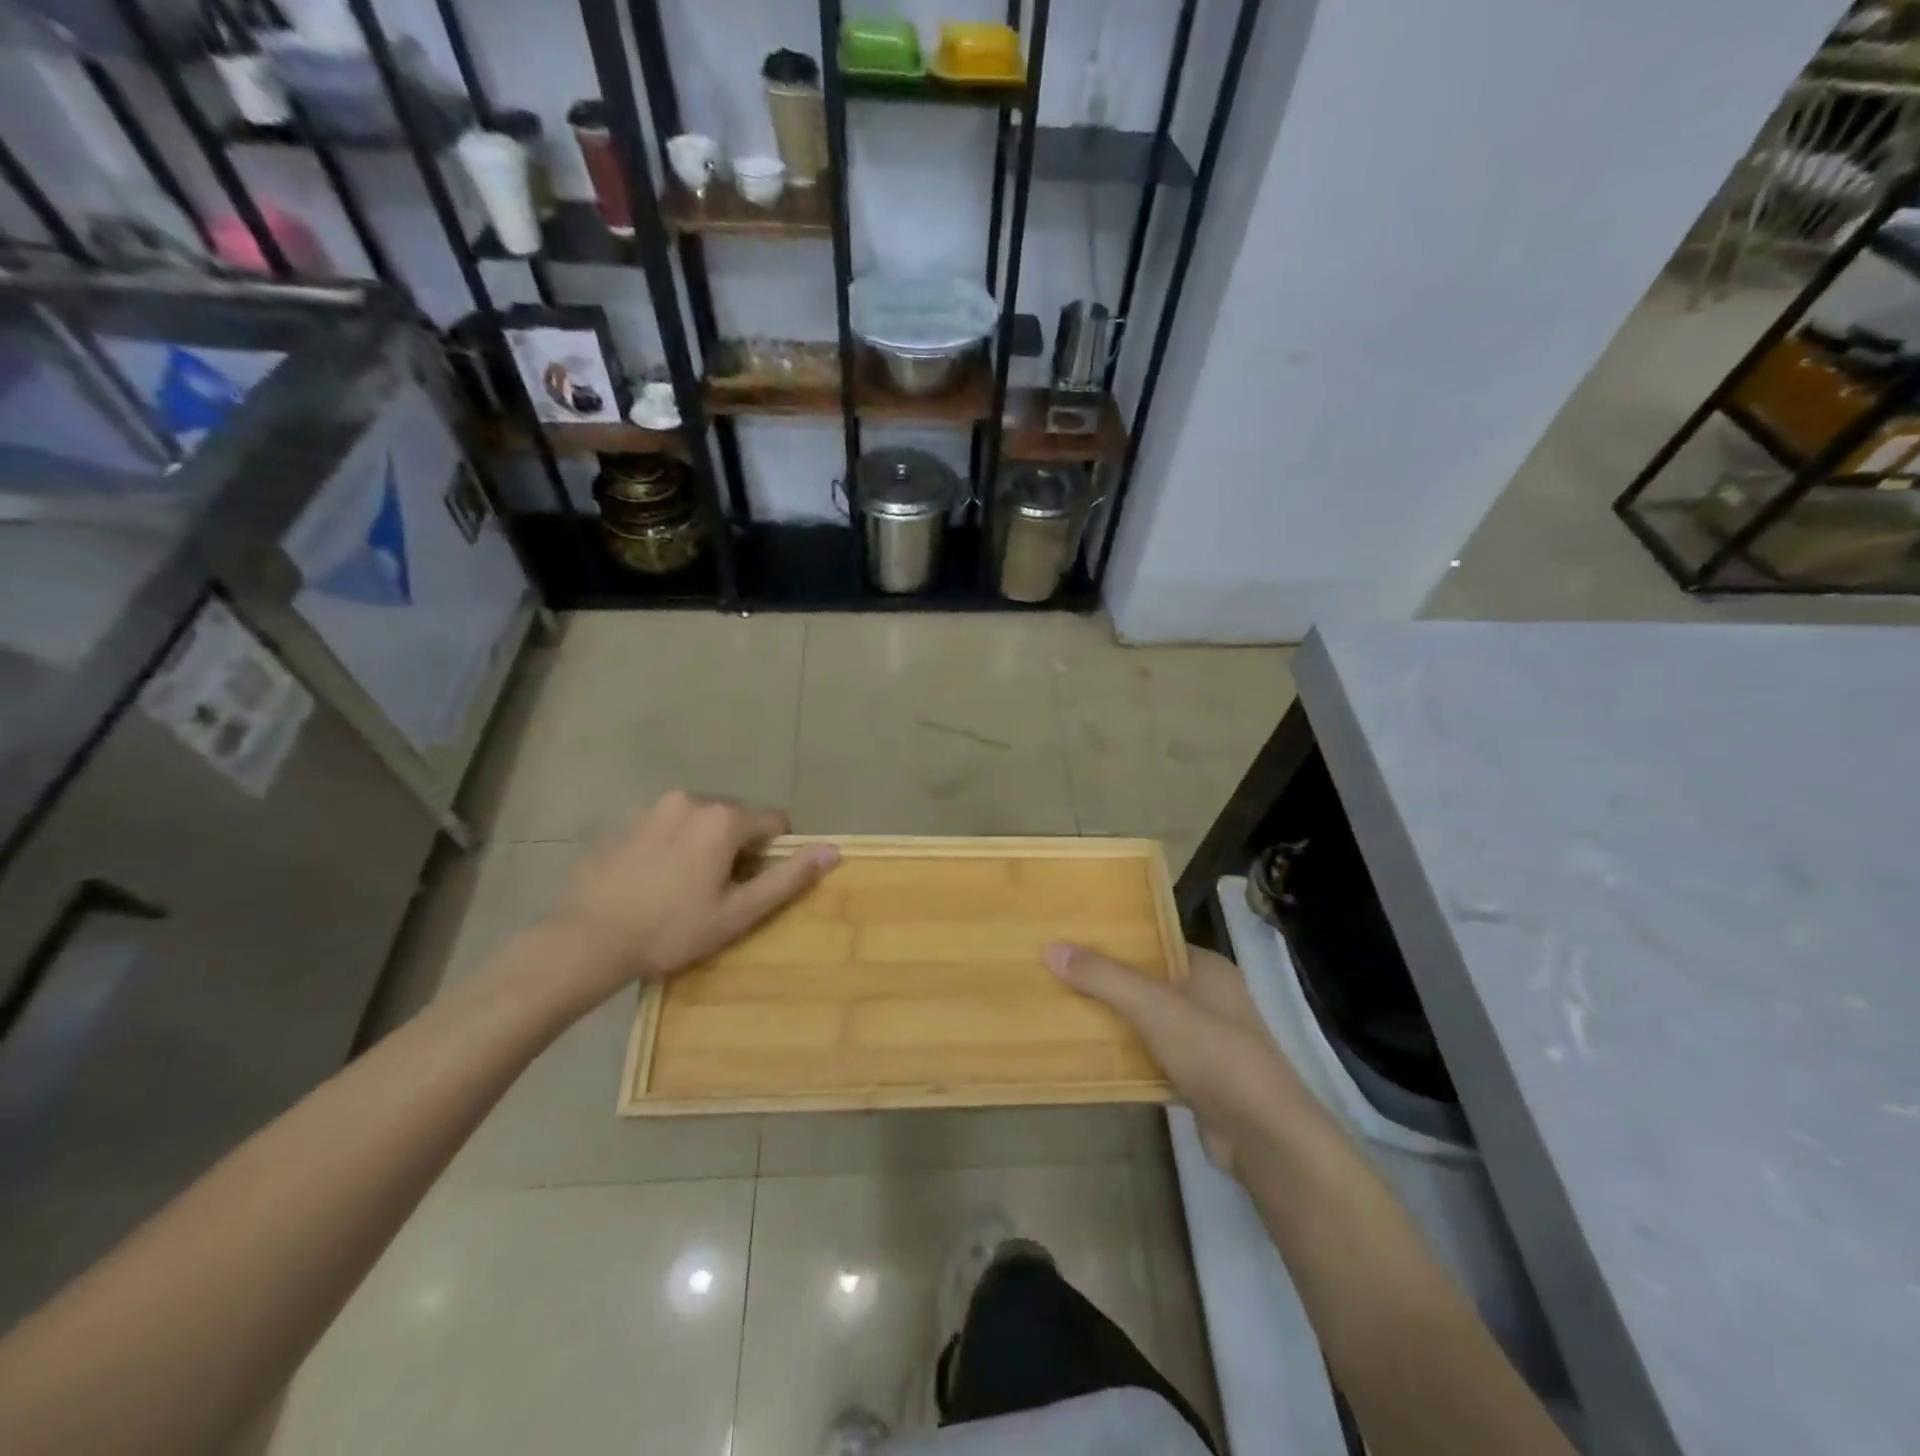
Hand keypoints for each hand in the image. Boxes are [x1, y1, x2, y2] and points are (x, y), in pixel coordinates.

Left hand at [546, 792, 838, 999]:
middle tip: (717, 891)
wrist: (586, 939)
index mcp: (724, 818)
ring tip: (683, 886)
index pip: (774, 821)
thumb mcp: (739, 912)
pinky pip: (667, 824)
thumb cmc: (671, 930)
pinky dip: (672, 843)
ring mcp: (653, 806)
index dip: (773, 853)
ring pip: (700, 819)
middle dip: (737, 847)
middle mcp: (692, 799)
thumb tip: (834, 849)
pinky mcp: (624, 819)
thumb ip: (789, 877)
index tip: (751, 885)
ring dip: (704, 843)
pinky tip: (653, 879)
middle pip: (736, 817)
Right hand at [1045, 943, 1313, 1175]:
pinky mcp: (1197, 1078)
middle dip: (1106, 981)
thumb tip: (1051, 948)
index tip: (1071, 939)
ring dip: (1113, 1020)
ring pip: (1147, 1021)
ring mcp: (1205, 1041)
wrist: (1265, 1137)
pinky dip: (1126, 1056)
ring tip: (1062, 1009)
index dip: (1115, 940)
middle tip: (1057, 974)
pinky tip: (1089, 1056)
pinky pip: (1152, 1056)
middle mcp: (1208, 998)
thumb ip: (1104, 978)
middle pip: (1146, 981)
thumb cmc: (1215, 1054)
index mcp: (1207, 968)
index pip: (1154, 941)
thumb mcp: (1154, 1007)